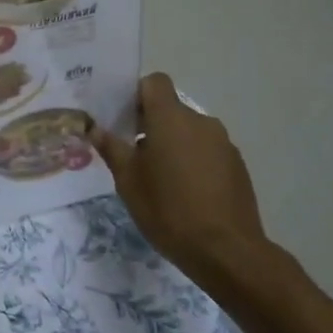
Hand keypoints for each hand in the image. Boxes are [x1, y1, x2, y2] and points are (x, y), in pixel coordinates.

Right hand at [90, 74, 269, 280]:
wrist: (225, 250)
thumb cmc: (168, 210)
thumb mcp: (128, 182)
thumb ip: (112, 149)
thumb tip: (95, 128)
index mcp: (171, 118)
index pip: (155, 82)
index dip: (137, 94)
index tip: (123, 119)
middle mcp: (200, 121)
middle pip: (171, 109)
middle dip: (151, 125)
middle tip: (133, 155)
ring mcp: (223, 143)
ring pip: (190, 132)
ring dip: (173, 145)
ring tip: (160, 179)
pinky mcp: (237, 165)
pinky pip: (208, 151)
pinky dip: (194, 162)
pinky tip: (186, 194)